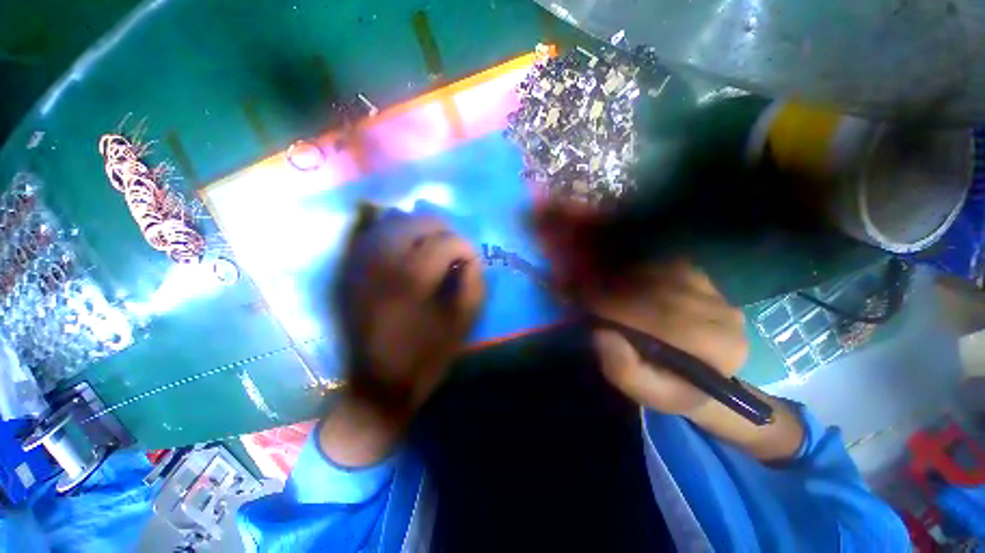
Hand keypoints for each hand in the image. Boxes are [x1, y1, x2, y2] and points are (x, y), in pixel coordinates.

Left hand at [340, 209, 484, 410]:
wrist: (377, 384)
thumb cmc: (425, 357)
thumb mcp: (462, 324)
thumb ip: (474, 284)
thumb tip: (472, 258)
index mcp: (412, 280)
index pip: (445, 242)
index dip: (465, 248)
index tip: (472, 261)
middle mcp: (382, 263)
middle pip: (417, 222)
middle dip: (443, 229)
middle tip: (454, 246)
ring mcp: (360, 264)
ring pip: (391, 221)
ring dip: (418, 225)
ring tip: (431, 240)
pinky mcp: (350, 272)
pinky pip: (363, 234)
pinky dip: (379, 223)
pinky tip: (392, 226)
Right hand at [533, 202, 802, 461]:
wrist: (709, 368)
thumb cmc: (676, 388)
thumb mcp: (651, 394)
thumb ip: (628, 373)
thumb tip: (602, 335)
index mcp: (716, 347)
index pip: (656, 316)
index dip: (610, 302)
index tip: (572, 291)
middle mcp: (719, 307)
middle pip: (649, 283)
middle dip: (602, 271)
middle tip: (565, 255)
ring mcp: (708, 283)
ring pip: (647, 264)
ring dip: (607, 251)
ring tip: (572, 234)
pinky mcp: (693, 270)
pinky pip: (650, 255)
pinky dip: (620, 247)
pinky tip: (595, 238)